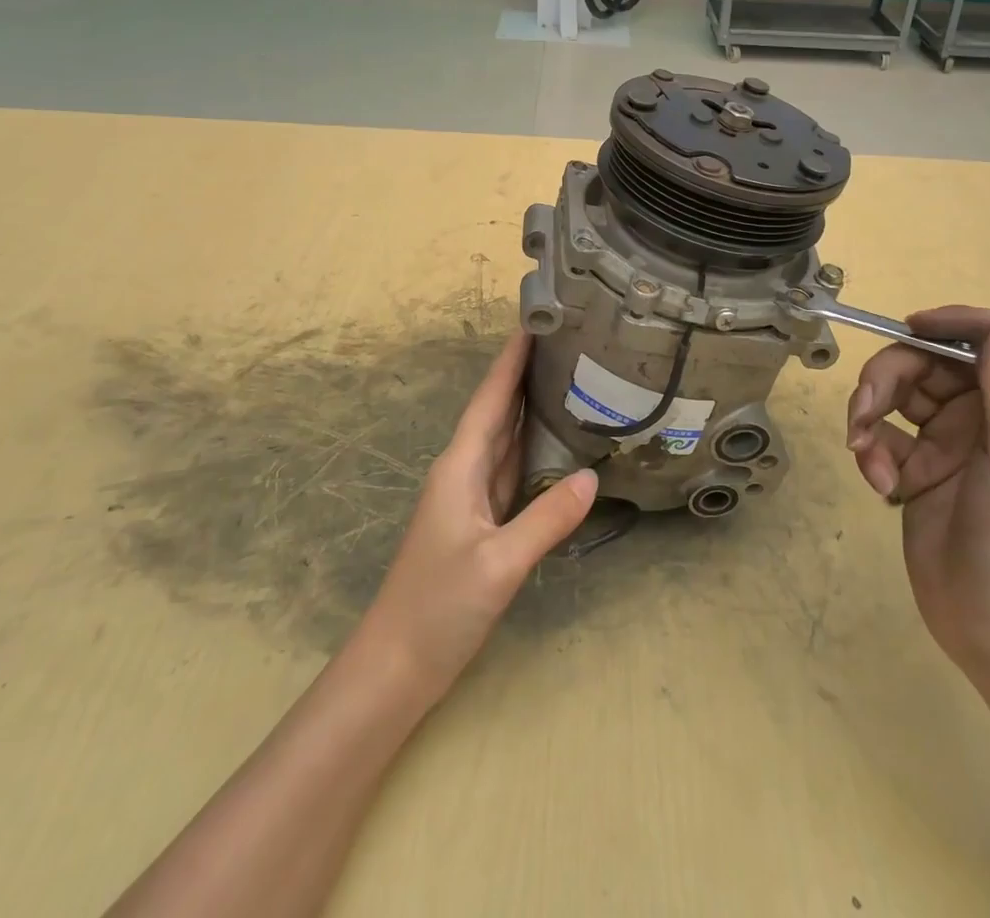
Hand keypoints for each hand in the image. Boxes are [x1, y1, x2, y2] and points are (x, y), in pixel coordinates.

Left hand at [360, 330, 597, 703]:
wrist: (396, 667)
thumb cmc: (438, 607)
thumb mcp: (497, 563)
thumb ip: (545, 519)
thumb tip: (593, 477)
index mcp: (460, 467)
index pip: (490, 399)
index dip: (510, 359)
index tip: (534, 321)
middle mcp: (464, 472)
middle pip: (498, 410)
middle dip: (525, 373)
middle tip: (566, 341)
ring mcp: (471, 498)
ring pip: (505, 438)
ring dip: (529, 406)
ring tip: (567, 377)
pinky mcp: (481, 522)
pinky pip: (511, 469)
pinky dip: (532, 448)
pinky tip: (557, 442)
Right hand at [846, 308, 989, 670]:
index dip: (951, 323)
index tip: (909, 329)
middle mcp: (985, 415)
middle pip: (927, 362)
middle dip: (889, 378)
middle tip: (865, 412)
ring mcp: (948, 442)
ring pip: (896, 394)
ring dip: (870, 414)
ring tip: (864, 454)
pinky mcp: (916, 469)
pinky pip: (881, 436)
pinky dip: (870, 451)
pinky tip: (878, 484)